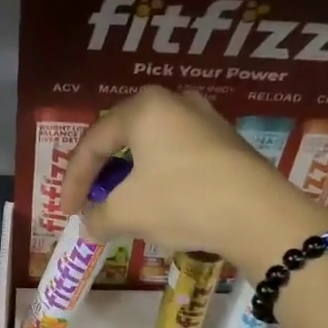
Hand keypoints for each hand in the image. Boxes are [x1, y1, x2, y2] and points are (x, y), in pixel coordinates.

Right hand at [61, 87, 327, 278]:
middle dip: (102, 175)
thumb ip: (97, 217)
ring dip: (131, 178)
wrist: (259, 216)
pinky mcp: (226, 143)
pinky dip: (159, 179)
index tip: (67, 212)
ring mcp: (206, 119)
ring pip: (152, 148)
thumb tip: (88, 226)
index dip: (74, 180)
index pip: (93, 143)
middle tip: (90, 202)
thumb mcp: (128, 213)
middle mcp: (174, 102)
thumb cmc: (182, 201)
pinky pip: (178, 157)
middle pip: (122, 139)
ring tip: (122, 205)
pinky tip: (158, 203)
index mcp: (143, 108)